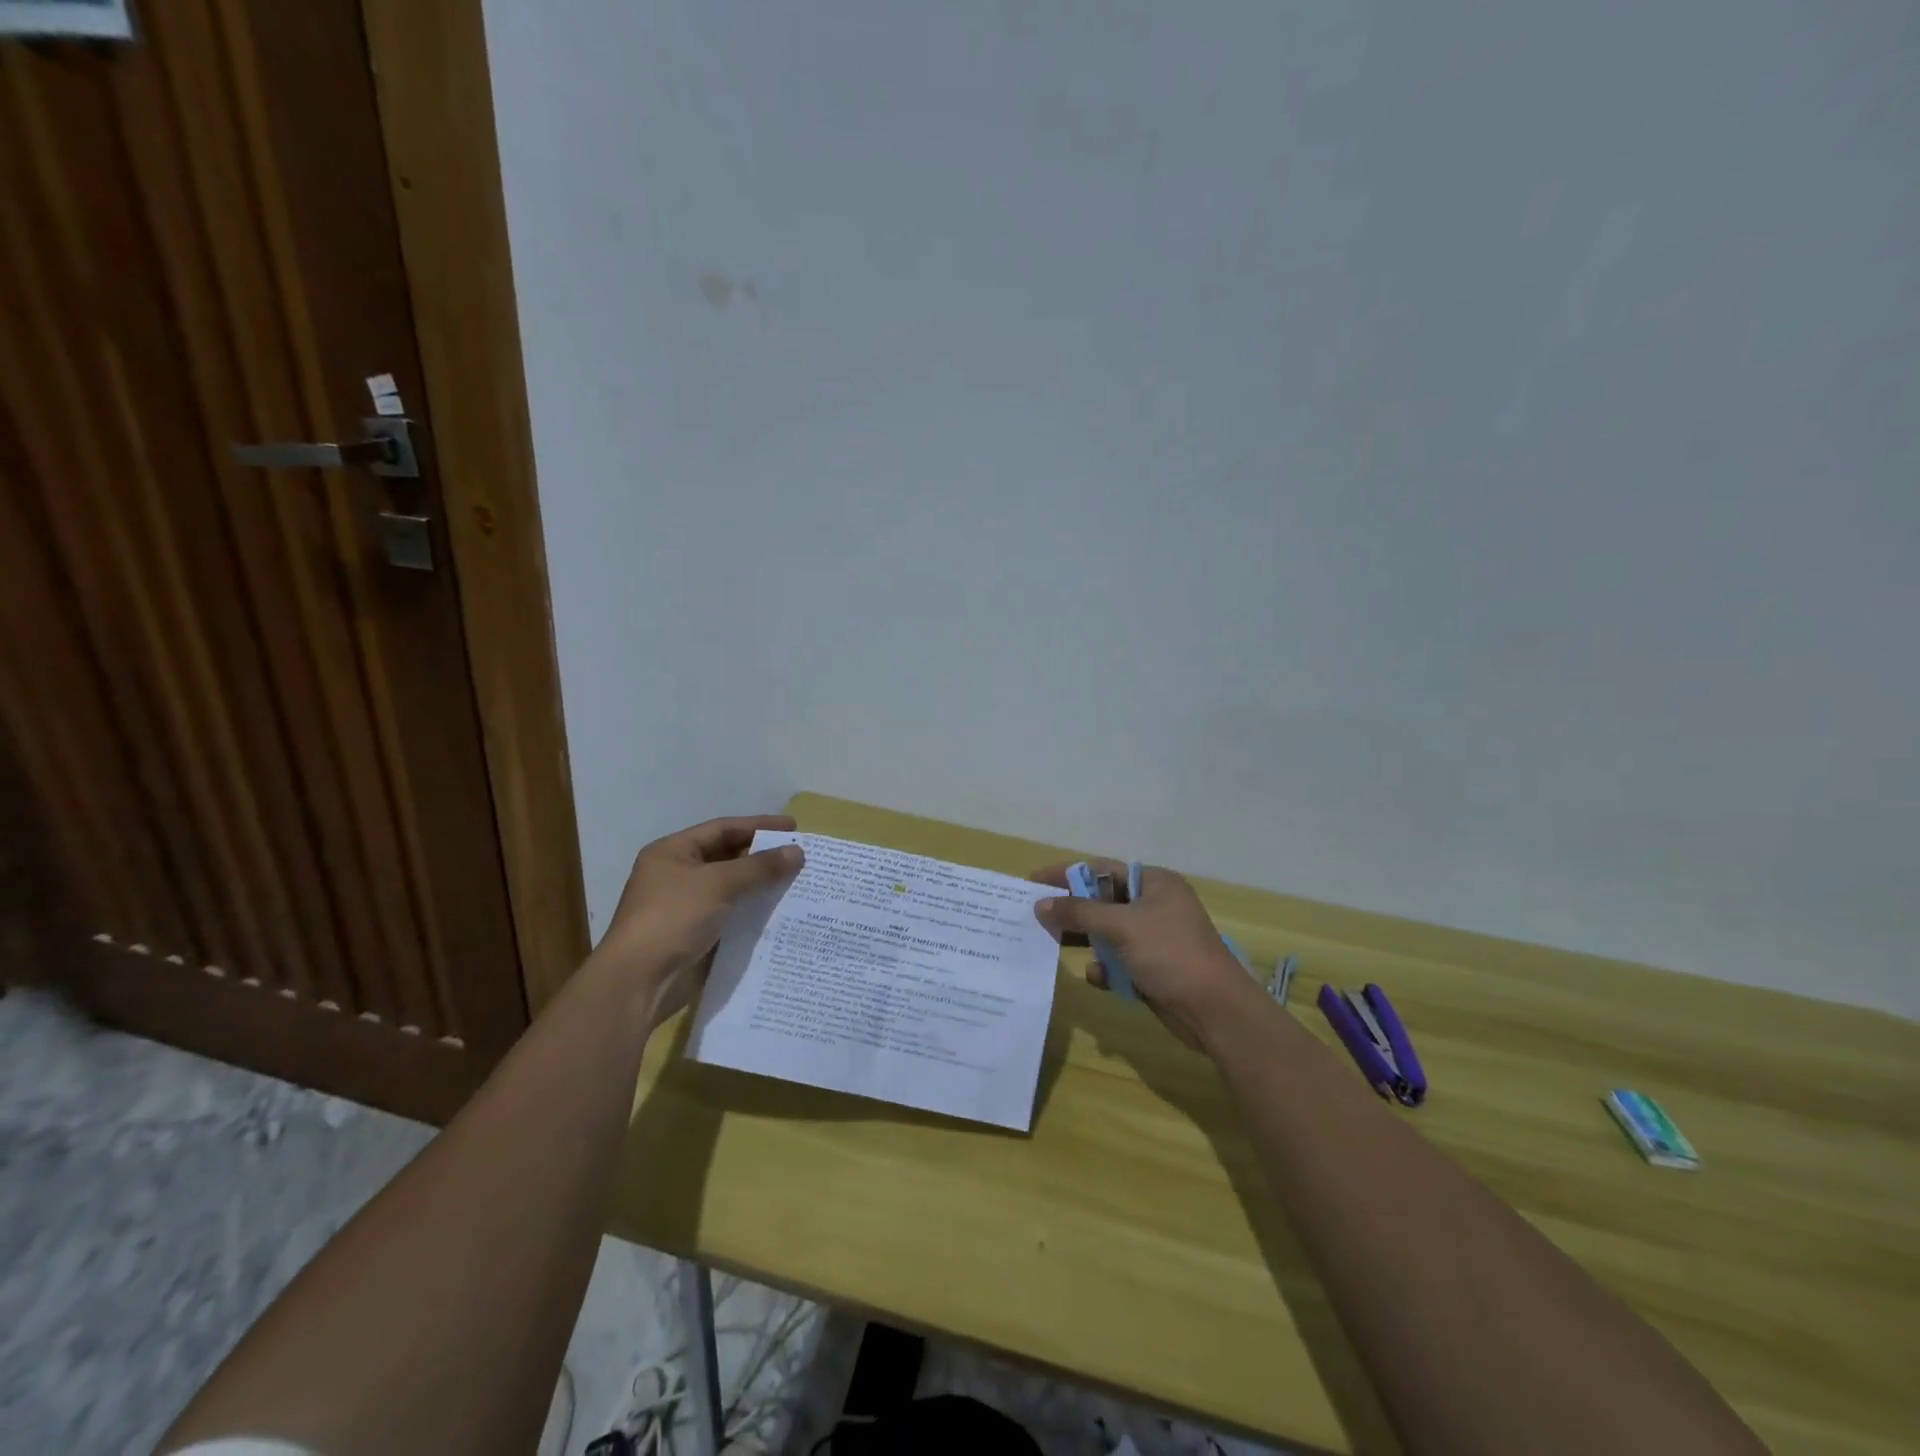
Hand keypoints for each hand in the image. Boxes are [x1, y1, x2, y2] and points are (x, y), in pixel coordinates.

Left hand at [594, 815, 803, 1019]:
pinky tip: (782, 913)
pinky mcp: (696, 936)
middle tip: (800, 856)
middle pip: (728, 857)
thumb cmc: (673, 919)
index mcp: (672, 853)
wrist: (639, 982)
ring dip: (761, 886)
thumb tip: (797, 853)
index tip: (794, 828)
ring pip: (732, 889)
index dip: (759, 826)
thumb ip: (759, 867)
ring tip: (799, 883)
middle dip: (763, 857)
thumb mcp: (718, 884)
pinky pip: (732, 916)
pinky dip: (754, 913)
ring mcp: (686, 907)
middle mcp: (677, 875)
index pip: (722, 829)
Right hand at [1031, 859, 1259, 1050]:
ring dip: (1084, 939)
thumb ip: (1079, 912)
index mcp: (1154, 883)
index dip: (1067, 873)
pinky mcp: (1153, 969)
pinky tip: (1097, 976)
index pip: (1102, 869)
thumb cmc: (1170, 954)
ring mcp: (1154, 939)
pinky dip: (1105, 968)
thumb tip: (1040, 905)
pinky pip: (1118, 962)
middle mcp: (1155, 906)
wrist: (1215, 1011)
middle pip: (1102, 901)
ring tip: (1050, 943)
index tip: (1033, 881)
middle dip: (1072, 909)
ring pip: (1108, 933)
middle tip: (1035, 915)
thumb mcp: (1121, 926)